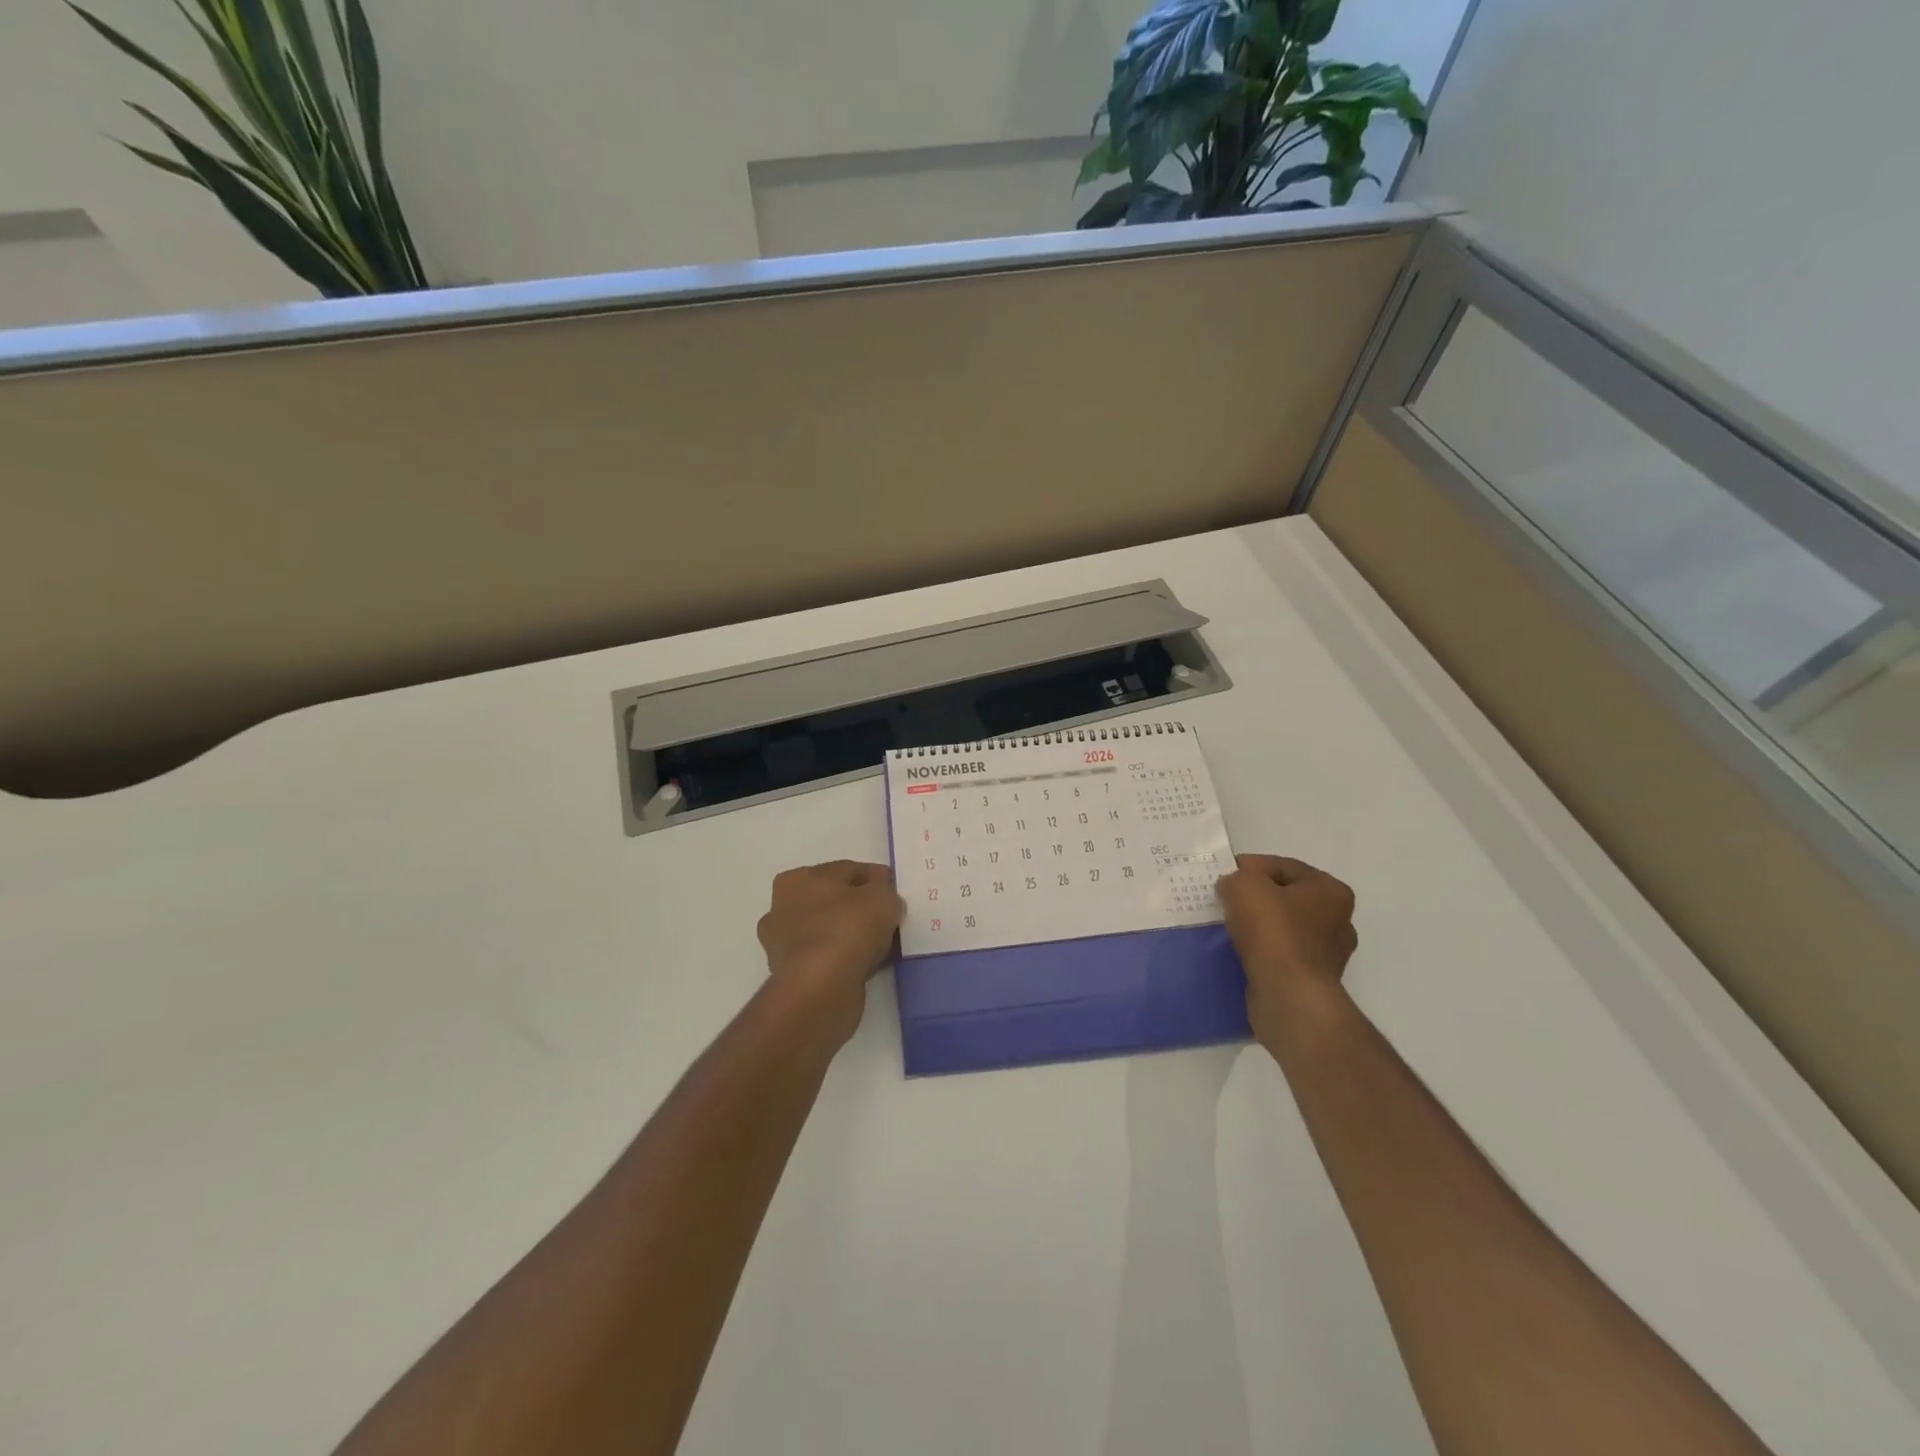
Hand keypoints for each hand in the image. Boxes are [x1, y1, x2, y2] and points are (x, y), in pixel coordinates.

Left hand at [756, 861, 903, 1042]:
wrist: (821, 989)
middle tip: (889, 920)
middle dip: (860, 909)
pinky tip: (869, 965)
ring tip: (882, 946)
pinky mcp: (792, 975)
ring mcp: (783, 944)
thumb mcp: (882, 897)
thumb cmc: (848, 929)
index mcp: (797, 879)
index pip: (846, 871)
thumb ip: (885, 890)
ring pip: (830, 931)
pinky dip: (846, 960)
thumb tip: (882, 898)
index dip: (875, 879)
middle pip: (833, 901)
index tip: (895, 893)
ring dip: (852, 937)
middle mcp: (782, 908)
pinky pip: (828, 958)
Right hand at [1216, 854, 1358, 1049]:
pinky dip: (1261, 951)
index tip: (1223, 879)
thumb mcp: (1245, 885)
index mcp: (1330, 891)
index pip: (1282, 866)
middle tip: (1225, 902)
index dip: (1249, 868)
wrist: (1288, 996)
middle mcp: (1338, 920)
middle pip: (1285, 897)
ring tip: (1228, 928)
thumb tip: (1235, 886)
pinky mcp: (1312, 979)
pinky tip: (1240, 952)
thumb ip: (1237, 876)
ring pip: (1282, 927)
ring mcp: (1328, 953)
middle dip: (1255, 898)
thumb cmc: (1273, 932)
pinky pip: (1280, 954)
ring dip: (1258, 927)